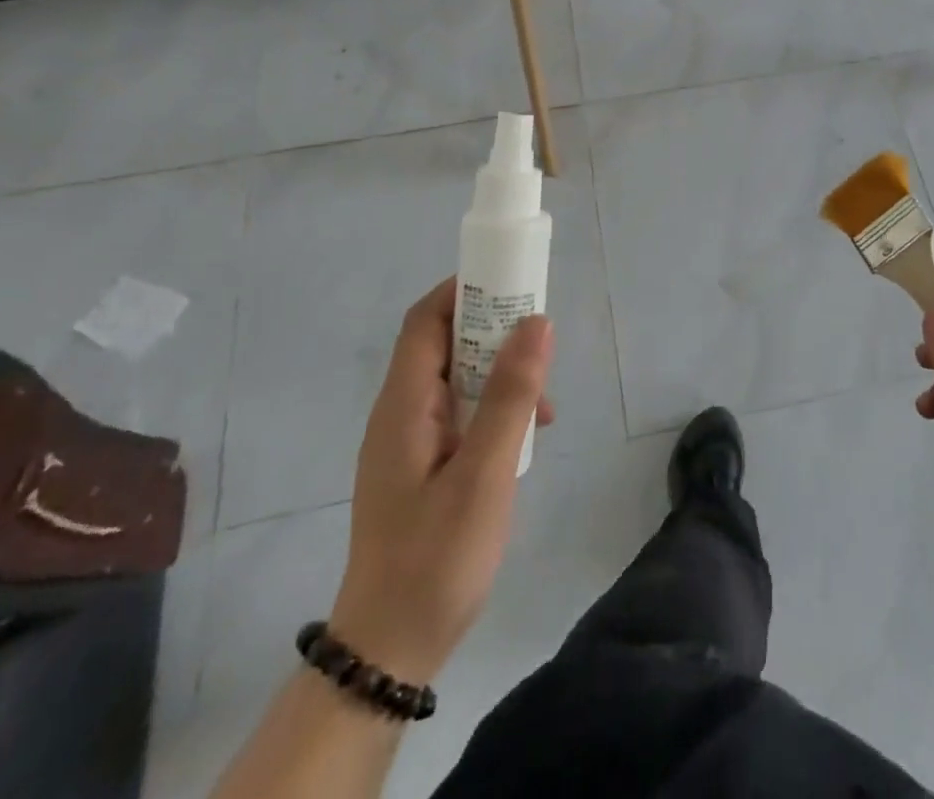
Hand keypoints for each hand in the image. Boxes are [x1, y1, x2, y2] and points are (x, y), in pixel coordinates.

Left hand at [327, 278, 554, 684]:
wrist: (390, 650)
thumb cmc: (436, 557)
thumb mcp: (485, 473)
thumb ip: (511, 395)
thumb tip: (537, 322)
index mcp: (403, 405)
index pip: (425, 320)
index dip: (464, 291)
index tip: (512, 285)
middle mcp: (399, 414)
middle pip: (444, 346)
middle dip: (493, 333)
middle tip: (541, 342)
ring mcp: (408, 443)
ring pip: (457, 381)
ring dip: (500, 376)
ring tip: (543, 402)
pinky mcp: (420, 469)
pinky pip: (459, 416)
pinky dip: (492, 410)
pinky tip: (525, 438)